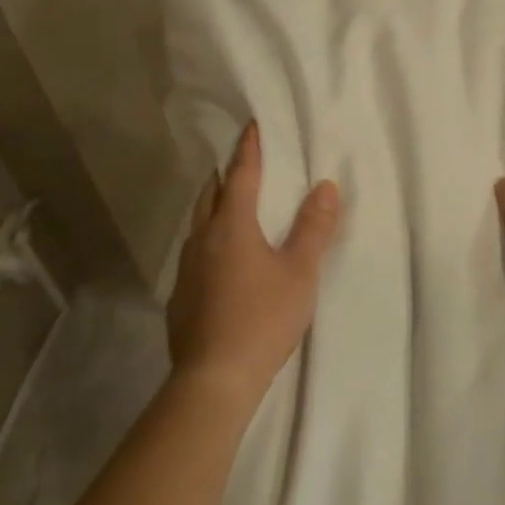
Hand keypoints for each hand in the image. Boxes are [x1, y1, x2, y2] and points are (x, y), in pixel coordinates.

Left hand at [167, 121, 340, 407]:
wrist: (214, 379)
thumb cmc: (263, 318)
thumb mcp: (300, 272)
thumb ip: (314, 227)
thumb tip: (325, 186)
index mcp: (231, 225)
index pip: (241, 175)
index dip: (249, 149)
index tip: (251, 125)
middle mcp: (202, 238)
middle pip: (211, 194)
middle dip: (225, 174)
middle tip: (240, 163)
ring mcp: (186, 268)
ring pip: (197, 223)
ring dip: (214, 206)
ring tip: (230, 205)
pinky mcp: (180, 296)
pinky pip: (194, 252)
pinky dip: (208, 239)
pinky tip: (220, 259)